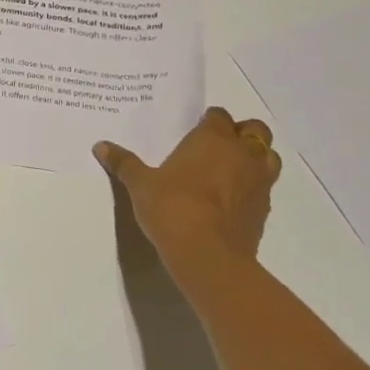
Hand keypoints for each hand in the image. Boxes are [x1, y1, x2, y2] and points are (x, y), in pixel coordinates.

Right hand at [94, 107, 282, 284]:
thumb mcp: (140, 184)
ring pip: (269, 157)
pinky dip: (253, 188)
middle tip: (218, 146)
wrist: (208, 254)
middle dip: (241, 133)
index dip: (209, 120)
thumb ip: (124, 163)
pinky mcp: (264, 210)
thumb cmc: (172, 207)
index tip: (196, 130)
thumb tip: (100, 146)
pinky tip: (233, 200)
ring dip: (255, 158)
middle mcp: (242, 153)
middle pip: (255, 130)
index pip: (218, 116)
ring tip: (232, 169)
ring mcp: (259, 182)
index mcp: (212, 139)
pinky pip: (265, 188)